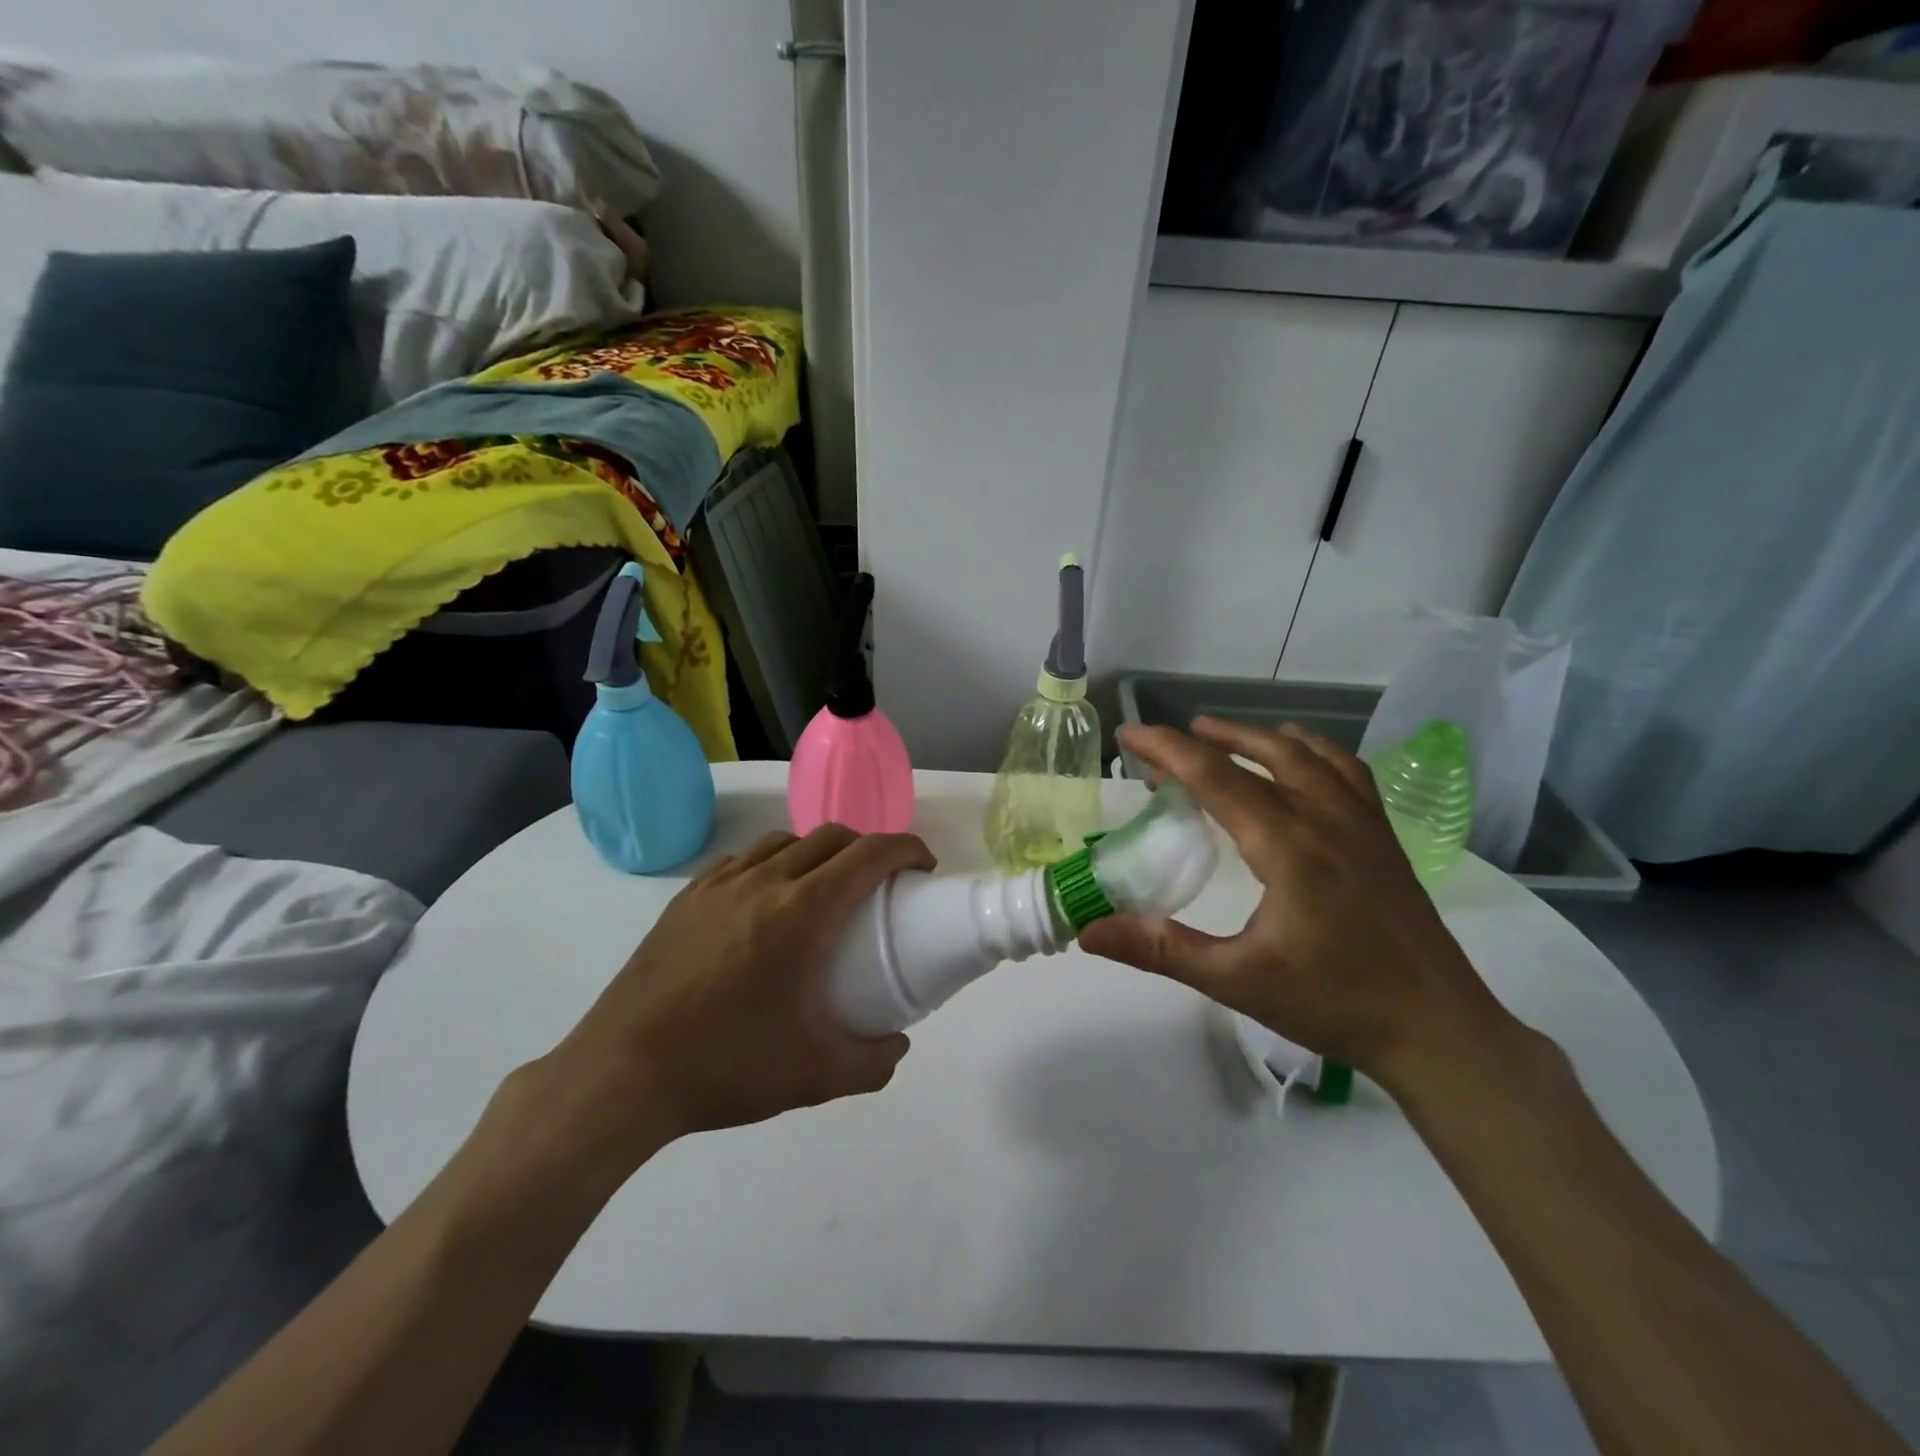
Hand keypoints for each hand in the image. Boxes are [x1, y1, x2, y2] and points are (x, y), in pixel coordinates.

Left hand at [536, 825, 934, 1161]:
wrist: (620, 1075)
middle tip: (881, 884)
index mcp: (802, 912)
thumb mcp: (816, 1077)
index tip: (923, 867)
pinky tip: (765, 902)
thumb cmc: (726, 1067)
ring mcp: (719, 885)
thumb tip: (898, 1044)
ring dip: (818, 853)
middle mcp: (763, 882)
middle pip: (831, 836)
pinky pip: (743, 861)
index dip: (906, 849)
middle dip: (868, 847)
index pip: (869, 855)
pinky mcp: (686, 898)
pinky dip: (772, 865)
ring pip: (784, 842)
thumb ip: (873, 1061)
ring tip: (823, 890)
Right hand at [1079, 718, 1518, 1090]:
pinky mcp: (1384, 839)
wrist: (1439, 1032)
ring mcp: (1363, 824)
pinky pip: (1346, 772)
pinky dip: (1313, 751)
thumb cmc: (1335, 1004)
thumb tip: (1088, 931)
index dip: (1167, 750)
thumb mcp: (1237, 980)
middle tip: (1164, 742)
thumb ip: (1161, 949)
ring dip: (1257, 737)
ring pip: (1307, 755)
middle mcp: (1326, 819)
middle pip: (1261, 754)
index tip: (1128, 736)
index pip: (1216, 778)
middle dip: (1206, 739)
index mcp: (1287, 845)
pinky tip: (1300, 759)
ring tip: (1221, 735)